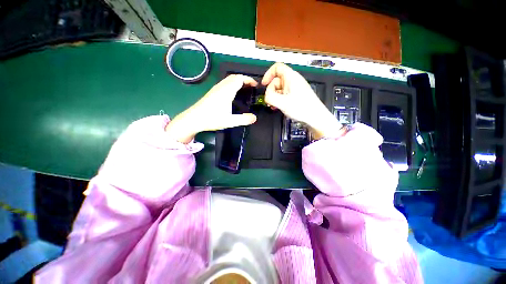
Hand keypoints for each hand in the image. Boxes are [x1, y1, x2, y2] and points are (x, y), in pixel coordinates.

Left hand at [166, 74, 257, 143]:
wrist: (193, 119)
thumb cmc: (211, 119)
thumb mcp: (230, 121)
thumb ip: (243, 120)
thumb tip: (254, 118)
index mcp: (226, 91)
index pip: (240, 79)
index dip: (249, 80)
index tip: (256, 85)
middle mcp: (221, 87)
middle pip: (234, 76)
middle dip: (245, 79)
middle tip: (251, 87)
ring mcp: (216, 89)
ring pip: (229, 79)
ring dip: (238, 81)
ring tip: (244, 89)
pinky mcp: (212, 92)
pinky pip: (225, 83)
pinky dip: (232, 84)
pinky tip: (233, 93)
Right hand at [262, 63, 342, 139]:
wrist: (315, 117)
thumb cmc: (302, 108)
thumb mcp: (282, 103)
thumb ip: (270, 97)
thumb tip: (266, 96)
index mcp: (291, 77)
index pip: (277, 67)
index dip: (268, 74)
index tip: (264, 84)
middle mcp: (293, 81)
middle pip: (276, 80)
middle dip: (270, 90)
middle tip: (269, 101)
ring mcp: (294, 89)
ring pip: (279, 89)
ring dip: (274, 97)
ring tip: (273, 106)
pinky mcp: (295, 96)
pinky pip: (283, 95)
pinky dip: (278, 100)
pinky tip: (277, 107)